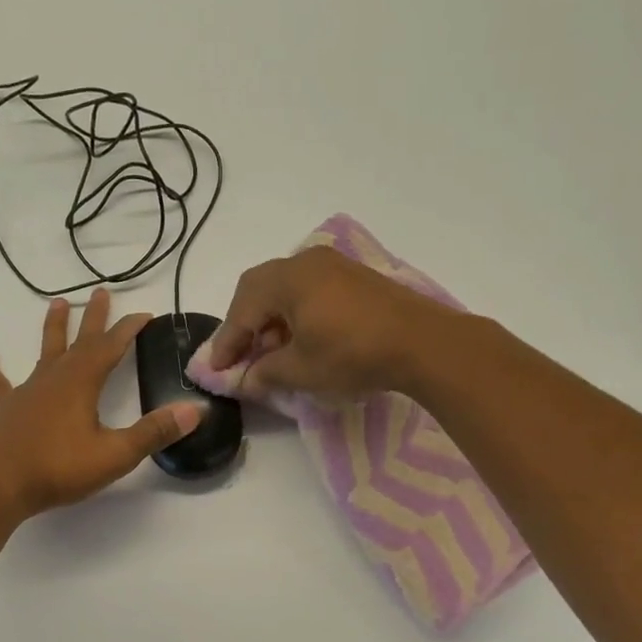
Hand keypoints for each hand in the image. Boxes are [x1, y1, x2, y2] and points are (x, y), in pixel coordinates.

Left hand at [0, 289, 202, 517]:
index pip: (111, 348)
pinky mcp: (3, 409)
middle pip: (80, 341)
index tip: (145, 314)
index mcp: (82, 384)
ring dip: (53, 327)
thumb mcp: (115, 454)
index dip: (129, 329)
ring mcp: (25, 391)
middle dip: (95, 318)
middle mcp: (54, 378)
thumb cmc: (58, 469)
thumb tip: (195, 410)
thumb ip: (154, 432)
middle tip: (103, 292)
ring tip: (58, 302)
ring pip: (44, 352)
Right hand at [209, 246, 457, 398]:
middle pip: (259, 289)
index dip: (226, 341)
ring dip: (270, 319)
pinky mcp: (354, 277)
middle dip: (245, 324)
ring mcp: (333, 265)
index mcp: (287, 279)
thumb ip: (265, 372)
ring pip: (285, 288)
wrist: (424, 343)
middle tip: (239, 355)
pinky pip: (309, 289)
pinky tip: (302, 339)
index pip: (242, 309)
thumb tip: (246, 379)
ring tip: (272, 353)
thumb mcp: (302, 370)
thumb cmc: (353, 354)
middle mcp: (306, 262)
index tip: (216, 368)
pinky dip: (295, 312)